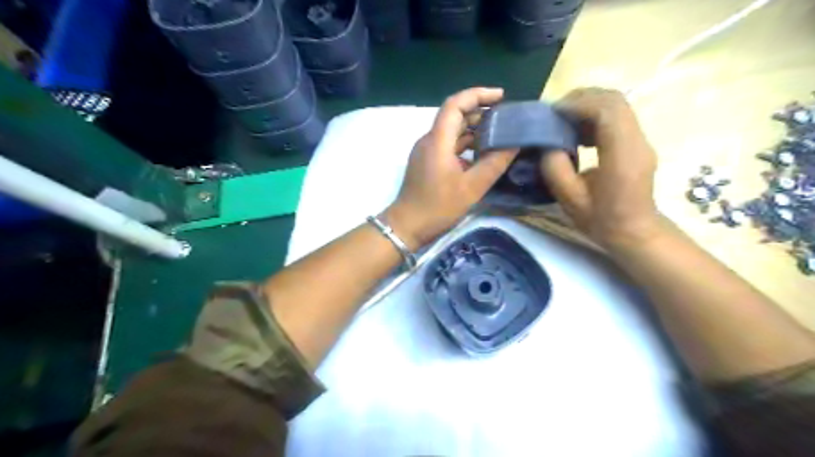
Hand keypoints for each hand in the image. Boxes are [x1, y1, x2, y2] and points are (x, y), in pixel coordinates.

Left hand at [387, 86, 518, 246]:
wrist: (407, 226)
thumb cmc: (438, 207)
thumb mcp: (472, 188)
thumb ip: (495, 163)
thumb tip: (515, 143)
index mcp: (438, 140)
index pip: (455, 104)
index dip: (478, 95)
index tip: (501, 97)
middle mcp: (429, 140)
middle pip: (454, 115)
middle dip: (480, 112)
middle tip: (505, 119)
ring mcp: (426, 151)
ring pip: (452, 131)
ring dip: (473, 130)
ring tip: (499, 134)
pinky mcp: (426, 162)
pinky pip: (448, 145)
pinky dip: (465, 145)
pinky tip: (482, 154)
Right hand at [540, 85, 660, 250]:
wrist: (634, 232)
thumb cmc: (602, 220)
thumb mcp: (570, 200)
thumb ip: (556, 169)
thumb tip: (548, 144)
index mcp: (622, 156)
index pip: (607, 111)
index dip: (578, 104)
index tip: (552, 113)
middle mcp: (637, 141)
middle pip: (614, 100)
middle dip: (581, 99)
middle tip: (554, 113)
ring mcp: (640, 140)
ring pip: (616, 105)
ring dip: (587, 106)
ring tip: (563, 122)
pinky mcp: (636, 143)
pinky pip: (616, 117)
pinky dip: (594, 116)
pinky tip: (577, 134)